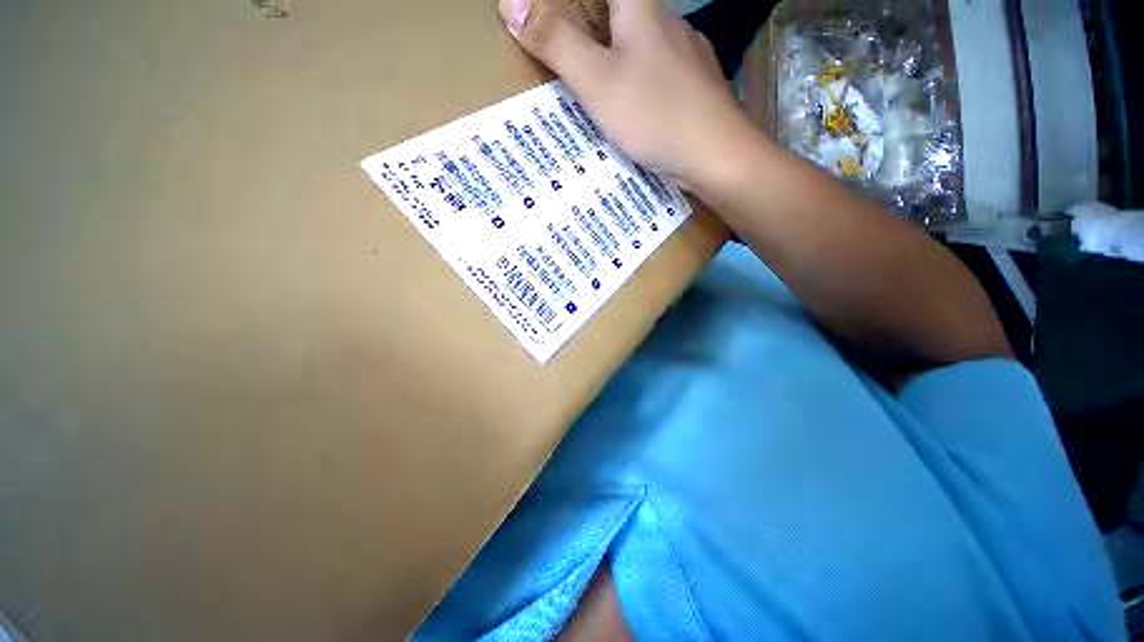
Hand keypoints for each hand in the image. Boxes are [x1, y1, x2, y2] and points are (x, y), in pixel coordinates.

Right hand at [498, 0, 756, 189]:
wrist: (716, 156)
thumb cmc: (654, 114)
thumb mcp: (597, 81)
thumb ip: (557, 42)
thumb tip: (510, 4)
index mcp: (641, 11)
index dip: (579, 0)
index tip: (567, 13)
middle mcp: (668, 24)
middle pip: (627, 9)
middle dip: (598, 24)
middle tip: (574, 50)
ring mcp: (689, 56)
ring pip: (646, 43)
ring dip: (622, 54)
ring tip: (601, 85)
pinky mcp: (698, 86)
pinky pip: (661, 73)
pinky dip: (643, 82)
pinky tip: (637, 107)